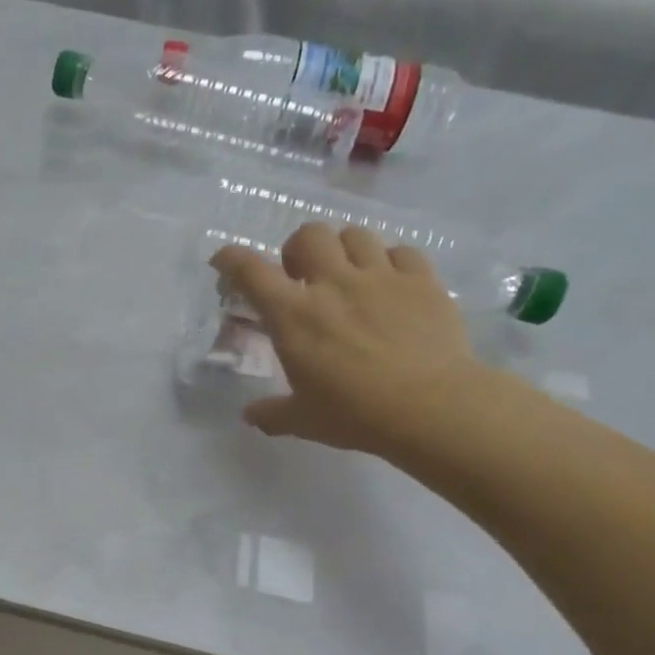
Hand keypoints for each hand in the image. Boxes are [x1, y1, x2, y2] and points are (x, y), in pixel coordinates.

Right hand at [211, 224, 486, 458]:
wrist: (430, 407)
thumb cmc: (354, 414)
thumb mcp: (302, 420)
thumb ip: (272, 413)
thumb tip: (250, 415)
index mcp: (293, 316)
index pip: (251, 272)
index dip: (231, 259)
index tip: (223, 260)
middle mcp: (332, 284)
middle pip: (309, 235)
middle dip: (298, 249)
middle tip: (302, 276)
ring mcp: (381, 277)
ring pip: (356, 235)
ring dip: (344, 250)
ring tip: (348, 275)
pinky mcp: (422, 280)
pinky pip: (402, 252)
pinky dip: (390, 262)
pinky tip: (392, 284)